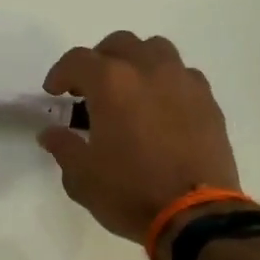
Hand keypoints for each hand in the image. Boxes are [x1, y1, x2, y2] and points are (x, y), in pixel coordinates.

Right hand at [37, 32, 241, 259]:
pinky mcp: (208, 101)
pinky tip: (160, 109)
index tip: (54, 93)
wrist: (196, 215)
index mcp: (112, 83)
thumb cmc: (130, 193)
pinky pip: (183, 75)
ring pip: (156, 50)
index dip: (60, 73)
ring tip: (128, 90)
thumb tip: (51, 133)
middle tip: (89, 89)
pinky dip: (165, 82)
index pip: (78, 60)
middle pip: (120, 44)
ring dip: (136, 62)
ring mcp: (183, 82)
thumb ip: (63, 147)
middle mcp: (149, 70)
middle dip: (99, 60)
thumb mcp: (82, 177)